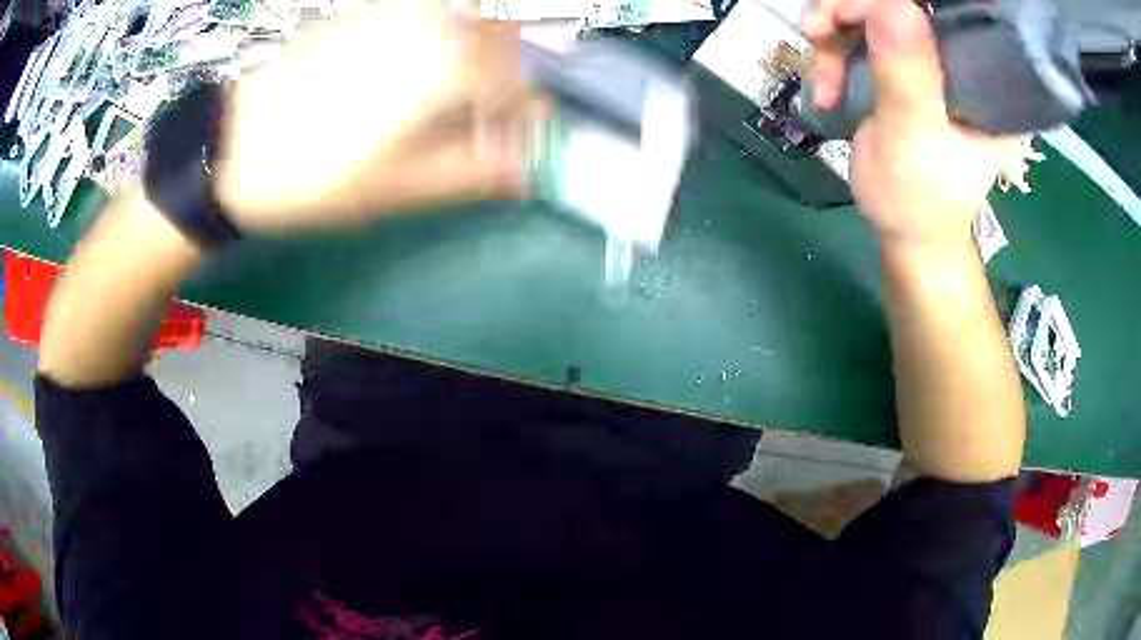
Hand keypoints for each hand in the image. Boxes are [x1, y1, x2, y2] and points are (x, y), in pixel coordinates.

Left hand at [212, 3, 532, 233]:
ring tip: (431, 102)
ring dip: (464, 59)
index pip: (520, 86)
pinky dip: (428, 44)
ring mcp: (394, 11)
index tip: (510, 144)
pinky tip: (392, 78)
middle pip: (496, 44)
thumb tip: (530, 166)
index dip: (522, 118)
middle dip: (498, 81)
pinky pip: (419, 19)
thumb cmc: (318, 177)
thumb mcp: (401, 188)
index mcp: (449, 65)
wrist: (234, 149)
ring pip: (458, 25)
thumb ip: (476, 170)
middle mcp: (431, 23)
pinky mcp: (363, 12)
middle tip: (471, 121)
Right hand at [803, 0, 1006, 246]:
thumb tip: (891, 3)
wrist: (904, 228)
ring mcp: (927, 57)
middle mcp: (959, 57)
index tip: (856, 12)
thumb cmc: (919, 199)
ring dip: (833, 31)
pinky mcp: (901, 62)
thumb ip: (907, 77)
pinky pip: (858, 30)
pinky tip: (825, 84)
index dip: (899, 1)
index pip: (950, 11)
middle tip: (819, 31)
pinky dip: (832, 49)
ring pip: (872, 10)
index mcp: (986, 79)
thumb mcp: (914, 140)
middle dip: (851, 9)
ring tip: (822, 76)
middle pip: (902, 3)